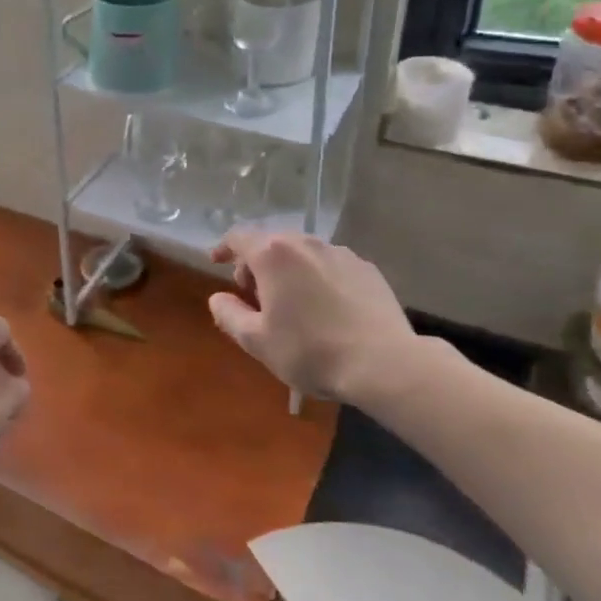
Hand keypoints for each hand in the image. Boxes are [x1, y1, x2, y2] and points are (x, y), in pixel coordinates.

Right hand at [208, 228, 452, 408]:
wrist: (384, 364)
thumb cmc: (310, 351)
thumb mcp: (257, 341)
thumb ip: (229, 315)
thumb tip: (217, 299)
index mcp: (273, 254)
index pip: (238, 237)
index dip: (223, 247)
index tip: (216, 262)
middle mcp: (305, 243)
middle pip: (271, 243)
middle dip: (256, 264)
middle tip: (254, 296)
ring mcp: (340, 253)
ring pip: (302, 253)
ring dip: (288, 270)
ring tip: (291, 303)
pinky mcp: (366, 269)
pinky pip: (330, 265)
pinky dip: (318, 278)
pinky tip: (325, 308)